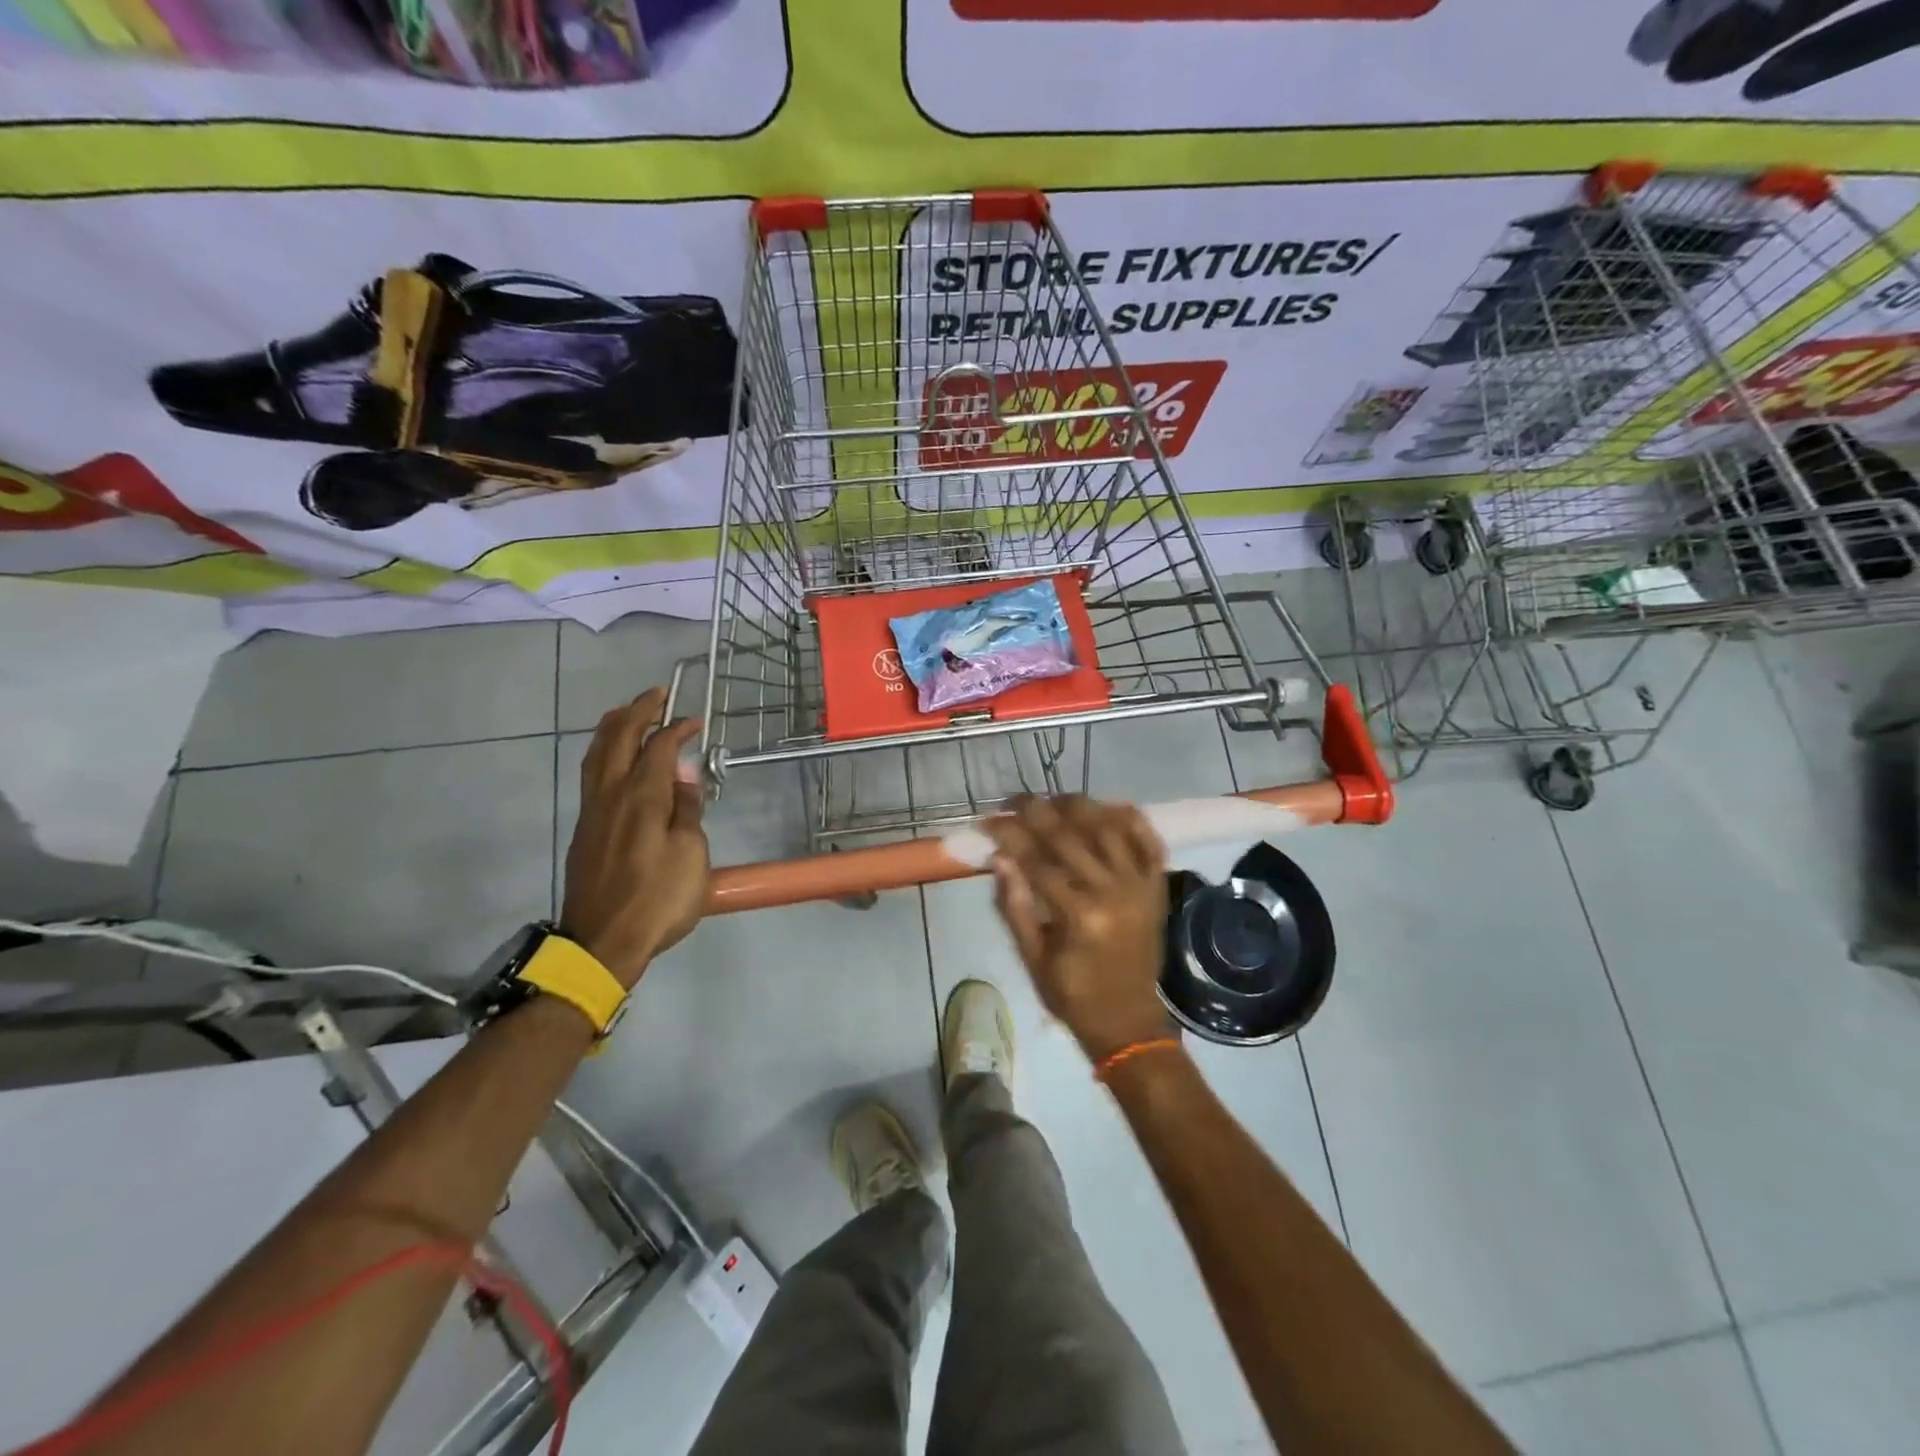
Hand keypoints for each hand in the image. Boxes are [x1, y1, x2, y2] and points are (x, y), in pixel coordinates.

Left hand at [561, 688, 709, 987]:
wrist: (603, 942)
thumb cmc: (658, 899)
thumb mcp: (691, 855)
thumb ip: (687, 810)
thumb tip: (683, 778)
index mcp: (642, 798)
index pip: (659, 747)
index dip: (677, 728)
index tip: (696, 720)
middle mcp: (612, 795)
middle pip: (619, 740)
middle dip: (638, 712)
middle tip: (657, 695)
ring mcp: (592, 811)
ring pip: (596, 754)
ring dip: (613, 727)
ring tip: (627, 712)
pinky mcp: (585, 829)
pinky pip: (591, 773)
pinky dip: (603, 752)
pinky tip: (612, 758)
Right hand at [984, 795, 1173, 1060]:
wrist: (1129, 1021)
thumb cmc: (1072, 994)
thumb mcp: (1032, 957)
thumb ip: (1015, 906)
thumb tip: (999, 858)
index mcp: (1079, 916)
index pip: (1036, 860)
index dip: (1009, 836)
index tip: (988, 821)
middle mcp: (1113, 892)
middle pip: (1070, 836)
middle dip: (1036, 811)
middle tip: (1013, 800)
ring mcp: (1140, 886)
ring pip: (1109, 828)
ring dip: (1079, 806)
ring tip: (1052, 799)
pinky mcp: (1156, 887)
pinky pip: (1147, 841)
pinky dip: (1130, 819)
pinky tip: (1107, 806)